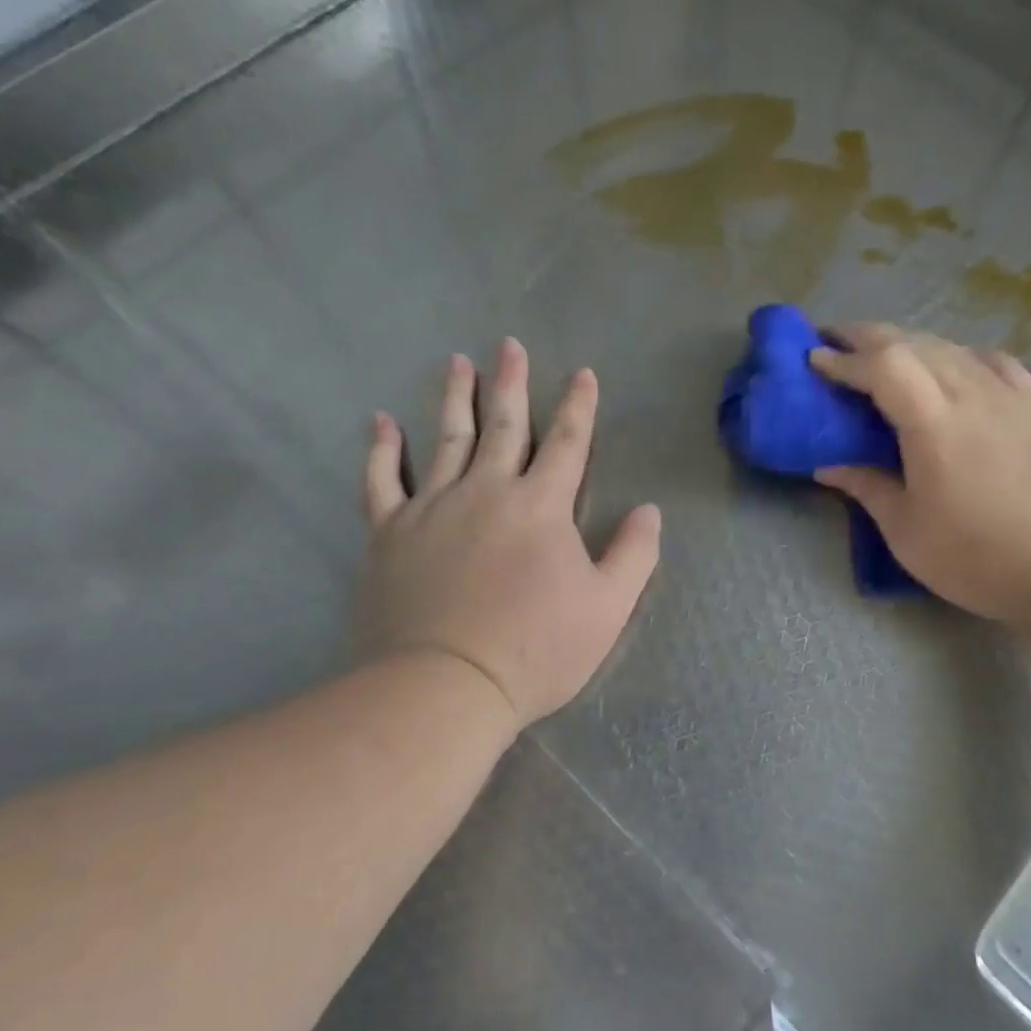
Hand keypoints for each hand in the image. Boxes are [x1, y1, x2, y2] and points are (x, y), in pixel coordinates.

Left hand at [357, 338, 661, 729]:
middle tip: (509, 345)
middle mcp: (487, 491)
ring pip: (447, 439)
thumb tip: (649, 511)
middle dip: (511, 383)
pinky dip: (382, 449)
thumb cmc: (535, 650)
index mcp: (541, 506)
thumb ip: (634, 554)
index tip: (582, 374)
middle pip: (504, 425)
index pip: (567, 443)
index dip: (578, 406)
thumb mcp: (608, 608)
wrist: (444, 686)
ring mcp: (433, 508)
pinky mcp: (390, 533)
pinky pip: (383, 481)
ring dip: (455, 398)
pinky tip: (381, 422)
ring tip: (458, 363)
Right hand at [810, 323, 1030, 627]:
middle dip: (867, 336)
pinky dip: (957, 354)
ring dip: (907, 342)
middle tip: (834, 341)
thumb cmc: (978, 556)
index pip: (881, 366)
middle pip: (912, 342)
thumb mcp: (906, 532)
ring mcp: (1008, 393)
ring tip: (882, 354)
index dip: (843, 358)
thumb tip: (827, 465)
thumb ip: (866, 486)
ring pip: (949, 346)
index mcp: (933, 422)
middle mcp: (970, 392)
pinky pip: (988, 360)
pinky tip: (952, 366)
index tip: (814, 359)